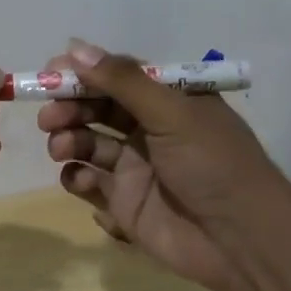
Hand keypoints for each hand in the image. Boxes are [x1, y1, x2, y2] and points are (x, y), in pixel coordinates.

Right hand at [38, 39, 290, 290]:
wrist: (242, 241)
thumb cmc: (213, 164)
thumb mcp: (173, 112)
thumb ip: (122, 81)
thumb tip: (73, 48)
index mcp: (168, 101)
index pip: (117, 76)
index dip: (83, 72)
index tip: (51, 72)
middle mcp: (149, 128)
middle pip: (96, 108)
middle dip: (68, 107)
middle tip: (49, 116)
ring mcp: (134, 166)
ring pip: (86, 143)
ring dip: (67, 139)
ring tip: (61, 148)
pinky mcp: (123, 202)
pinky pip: (88, 182)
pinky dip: (76, 178)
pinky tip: (81, 180)